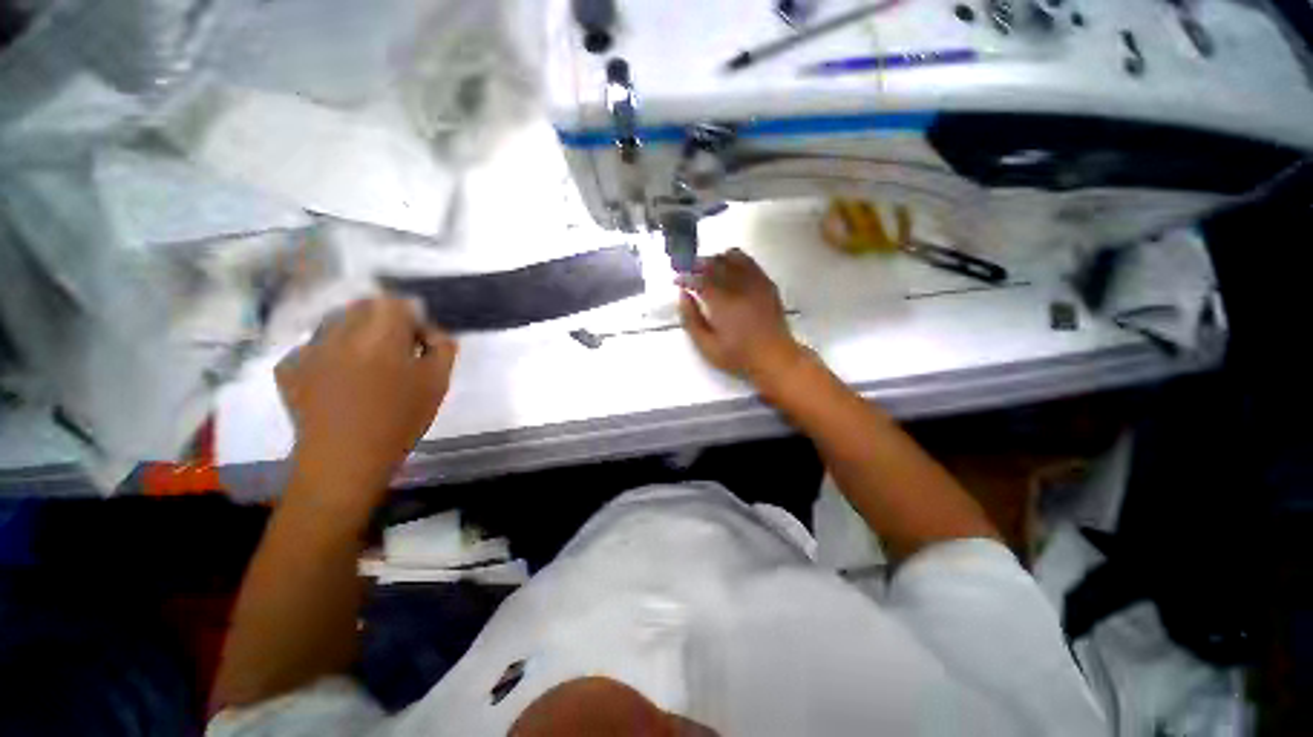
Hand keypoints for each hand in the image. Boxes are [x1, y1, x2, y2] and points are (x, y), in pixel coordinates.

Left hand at [276, 297, 456, 500]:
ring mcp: (308, 348)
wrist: (345, 459)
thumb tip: (435, 333)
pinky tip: (338, 379)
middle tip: (395, 349)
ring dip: (355, 333)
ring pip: (335, 322)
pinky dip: (329, 354)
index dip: (411, 317)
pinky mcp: (288, 367)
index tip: (419, 340)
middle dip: (383, 320)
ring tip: (365, 364)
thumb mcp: (437, 382)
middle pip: (363, 306)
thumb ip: (443, 348)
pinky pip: (313, 346)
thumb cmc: (400, 418)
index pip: (396, 302)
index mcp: (381, 334)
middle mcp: (340, 332)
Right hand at [678, 249, 806, 390]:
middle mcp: (738, 287)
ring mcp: (755, 283)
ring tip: (708, 269)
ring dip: (716, 259)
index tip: (677, 280)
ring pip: (732, 257)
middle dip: (698, 264)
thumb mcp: (706, 346)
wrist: (774, 357)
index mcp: (722, 303)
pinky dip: (736, 260)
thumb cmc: (737, 356)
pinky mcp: (767, 283)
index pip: (698, 279)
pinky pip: (749, 262)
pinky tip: (730, 270)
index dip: (685, 277)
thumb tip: (683, 295)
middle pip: (715, 263)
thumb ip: (691, 319)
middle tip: (689, 271)